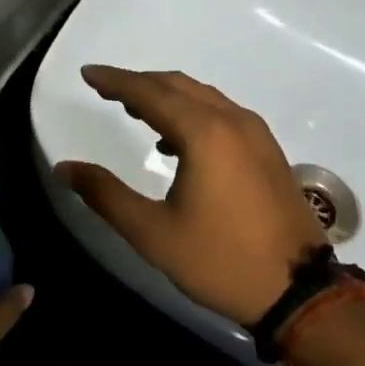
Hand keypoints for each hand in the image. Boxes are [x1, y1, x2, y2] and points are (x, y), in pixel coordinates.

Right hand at [52, 65, 326, 325]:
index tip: (88, 74)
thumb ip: (105, 195)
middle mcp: (232, 121)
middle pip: (178, 86)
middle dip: (139, 83)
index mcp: (204, 133)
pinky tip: (175, 141)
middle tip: (106, 89)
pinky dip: (192, 112)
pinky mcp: (268, 150)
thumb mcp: (152, 233)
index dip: (115, 81)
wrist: (299, 291)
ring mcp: (256, 134)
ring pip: (203, 96)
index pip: (149, 93)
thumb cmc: (220, 260)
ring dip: (167, 96)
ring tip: (134, 110)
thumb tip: (65, 168)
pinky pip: (222, 113)